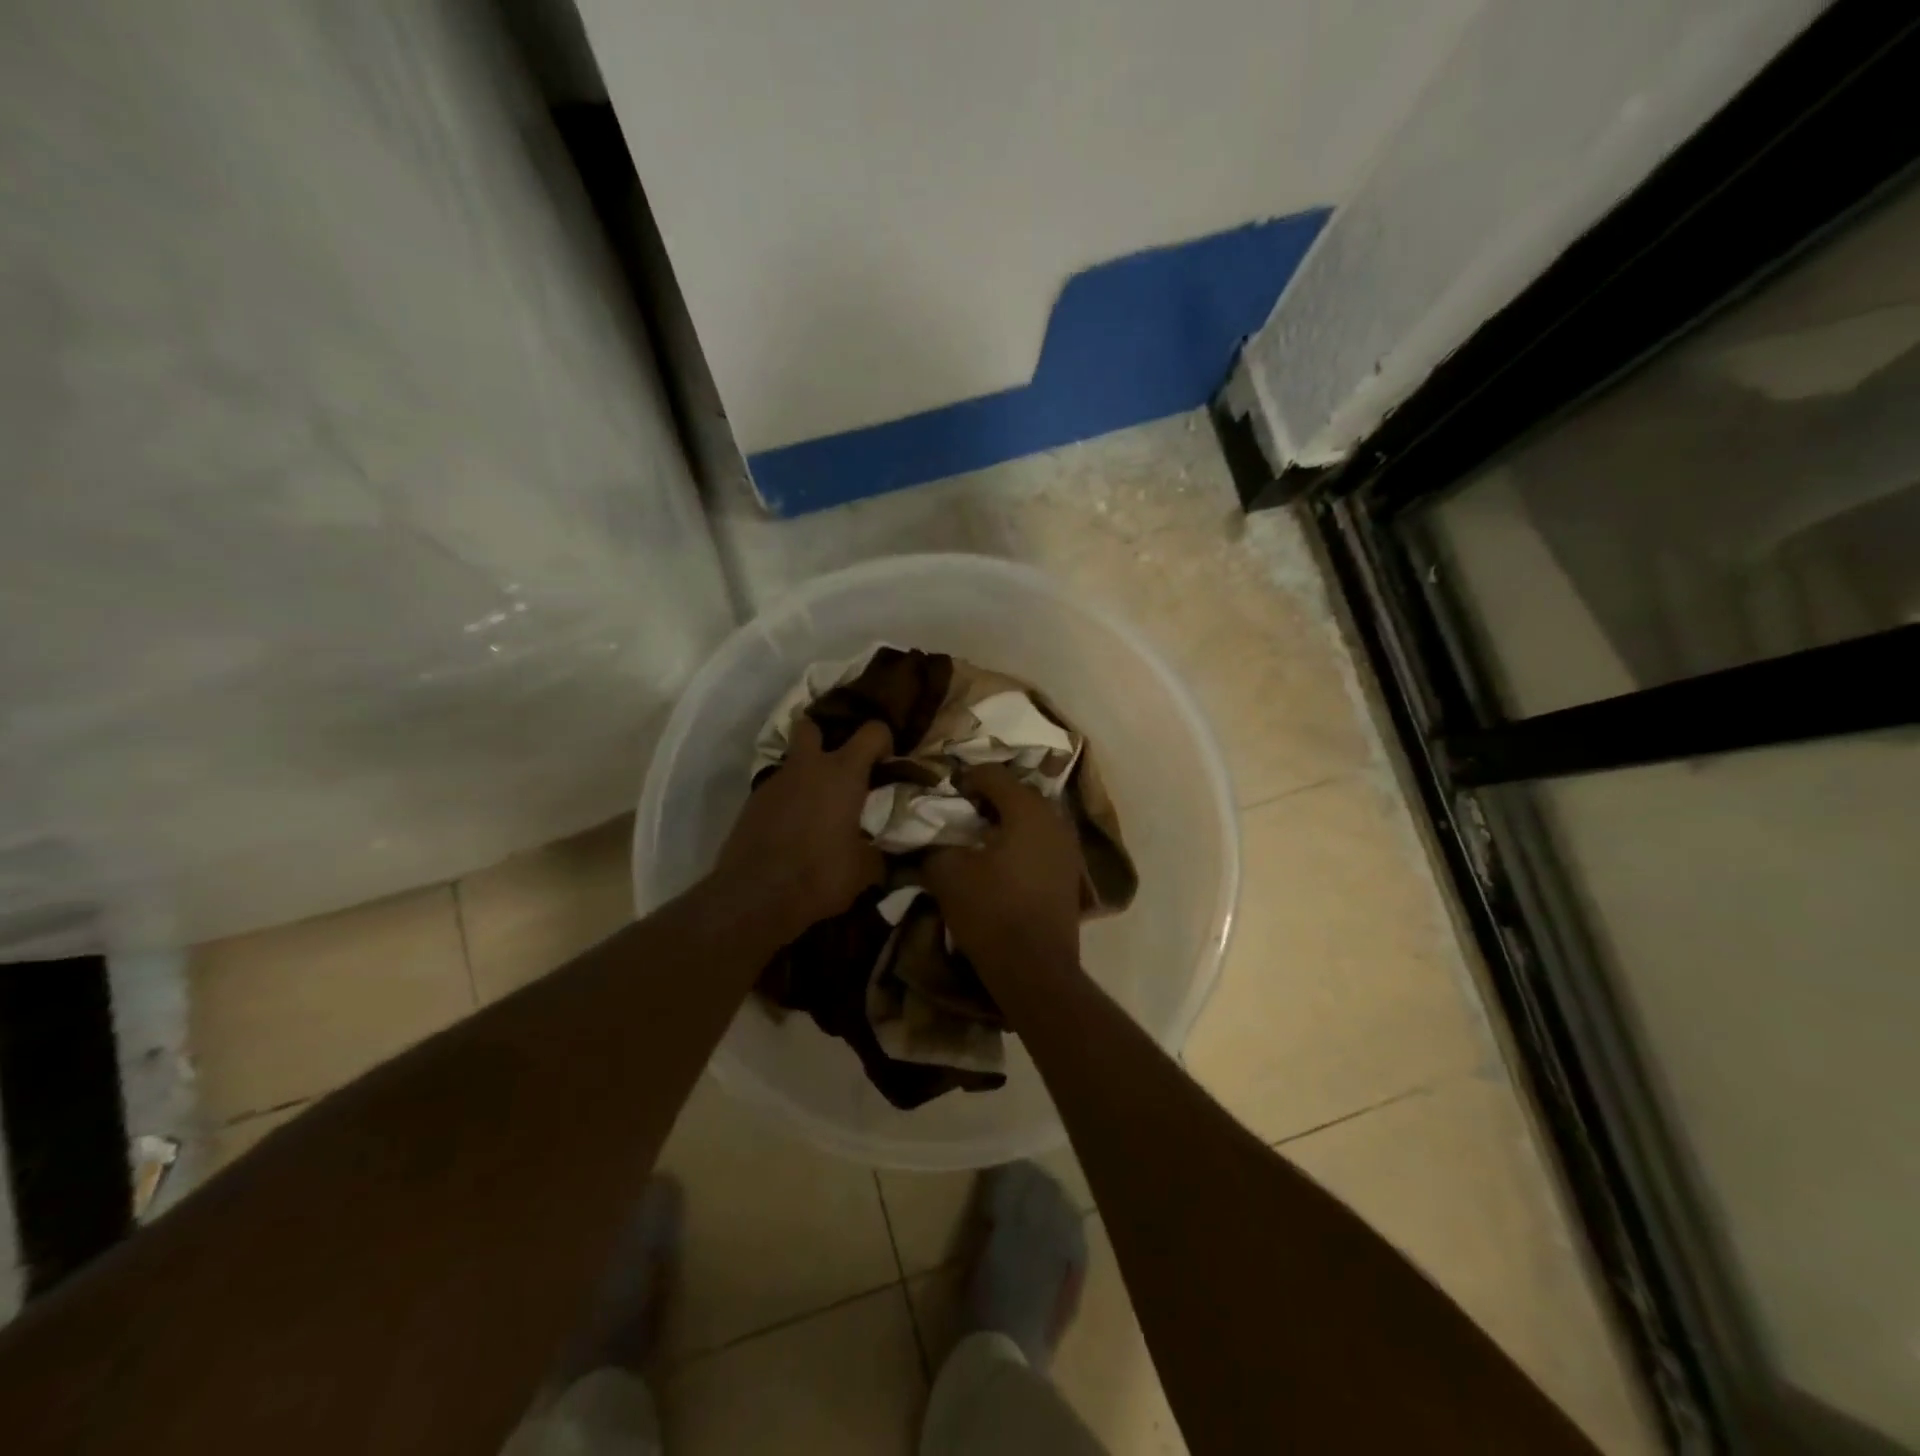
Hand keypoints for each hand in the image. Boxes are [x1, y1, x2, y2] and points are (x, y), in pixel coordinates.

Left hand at [710, 717, 890, 944]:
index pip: (872, 731)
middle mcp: (807, 767)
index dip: (883, 740)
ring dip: (807, 775)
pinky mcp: (751, 804)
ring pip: (792, 762)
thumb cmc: (820, 876)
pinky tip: (795, 829)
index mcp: (843, 773)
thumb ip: (878, 852)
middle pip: (811, 725)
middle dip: (826, 735)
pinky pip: (776, 791)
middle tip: (841, 764)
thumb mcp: (865, 870)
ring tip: (819, 807)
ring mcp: (774, 783)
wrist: (755, 898)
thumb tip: (882, 852)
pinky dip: (789, 801)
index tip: (887, 761)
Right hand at [923, 764, 1084, 977]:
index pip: (993, 774)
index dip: (965, 778)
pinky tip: (1001, 861)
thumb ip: (936, 846)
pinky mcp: (1070, 873)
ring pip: (1032, 818)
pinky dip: (1020, 842)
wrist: (1035, 969)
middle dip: (988, 798)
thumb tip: (933, 840)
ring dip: (1006, 821)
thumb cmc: (991, 912)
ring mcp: (1068, 847)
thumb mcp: (948, 874)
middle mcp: (1055, 819)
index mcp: (1027, 809)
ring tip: (978, 837)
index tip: (945, 794)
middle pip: (1017, 793)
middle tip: (960, 812)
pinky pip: (1042, 842)